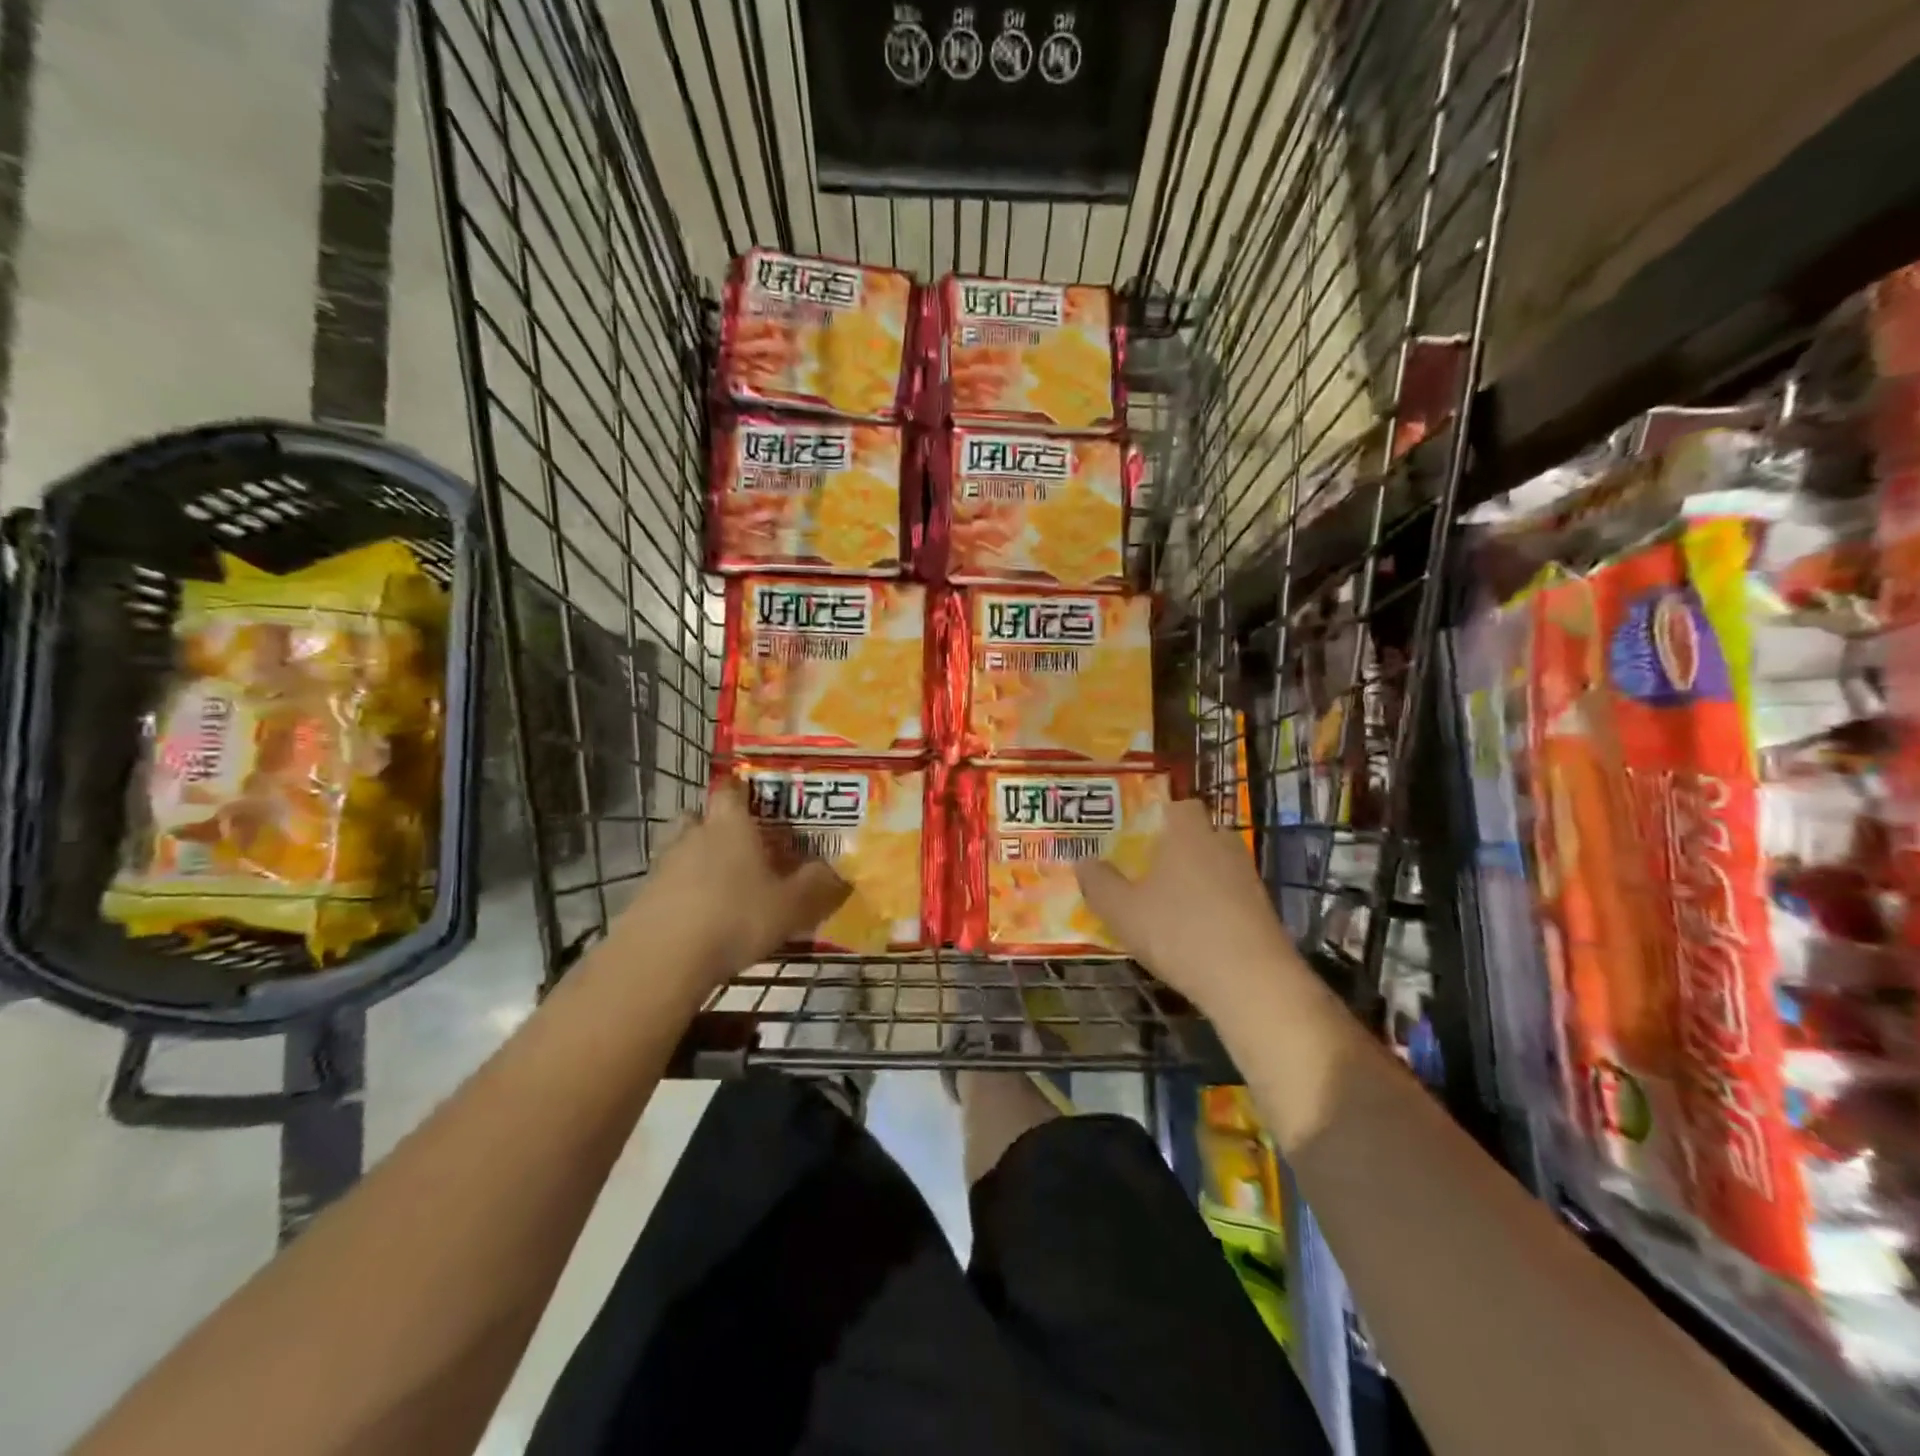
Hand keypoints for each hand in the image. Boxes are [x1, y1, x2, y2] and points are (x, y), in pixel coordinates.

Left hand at [620, 782, 847, 992]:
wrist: (662, 959)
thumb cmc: (735, 917)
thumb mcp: (791, 905)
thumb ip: (817, 885)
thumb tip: (839, 871)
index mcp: (731, 824)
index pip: (732, 789)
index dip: (744, 790)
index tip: (759, 800)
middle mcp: (694, 834)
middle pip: (702, 816)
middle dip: (719, 825)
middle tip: (744, 845)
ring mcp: (664, 864)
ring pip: (683, 849)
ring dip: (700, 860)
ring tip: (724, 885)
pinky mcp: (645, 896)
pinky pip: (670, 882)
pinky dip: (685, 891)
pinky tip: (702, 916)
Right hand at [1075, 798, 1298, 1014]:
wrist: (1252, 982)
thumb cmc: (1178, 933)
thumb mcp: (1122, 911)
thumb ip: (1099, 883)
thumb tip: (1083, 862)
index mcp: (1188, 833)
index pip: (1179, 806)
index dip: (1159, 817)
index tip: (1138, 838)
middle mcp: (1222, 845)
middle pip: (1200, 834)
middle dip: (1177, 848)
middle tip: (1149, 872)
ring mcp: (1248, 878)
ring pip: (1217, 866)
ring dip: (1197, 879)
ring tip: (1169, 907)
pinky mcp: (1264, 910)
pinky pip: (1231, 895)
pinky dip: (1215, 906)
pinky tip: (1196, 934)